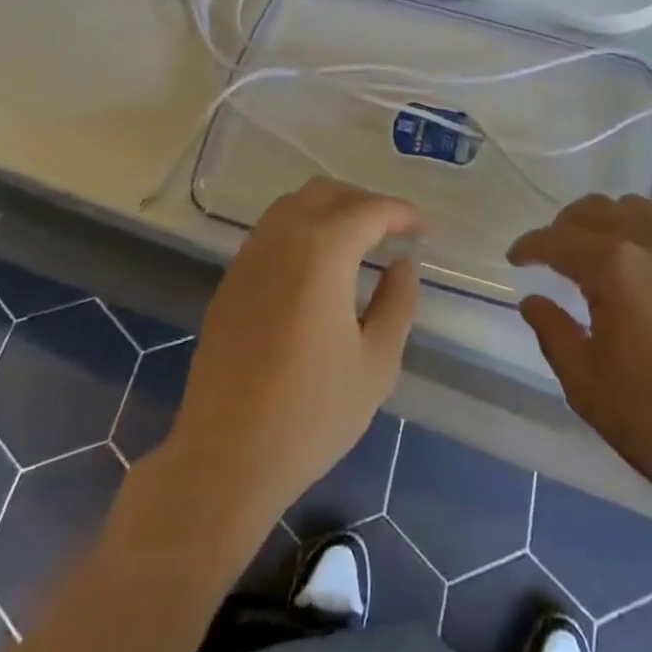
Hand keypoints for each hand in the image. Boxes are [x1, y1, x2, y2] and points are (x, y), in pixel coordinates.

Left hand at [165, 178, 420, 522]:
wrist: (225, 458)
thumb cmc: (311, 414)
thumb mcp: (376, 363)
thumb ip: (397, 302)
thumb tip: (402, 264)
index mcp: (322, 252)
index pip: (369, 210)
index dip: (403, 214)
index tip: (426, 231)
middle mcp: (282, 240)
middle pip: (327, 193)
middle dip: (365, 203)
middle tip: (394, 232)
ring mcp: (249, 258)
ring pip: (293, 205)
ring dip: (330, 210)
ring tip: (358, 242)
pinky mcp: (230, 281)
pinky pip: (271, 231)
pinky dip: (302, 229)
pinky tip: (316, 267)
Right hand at [508, 195, 651, 514]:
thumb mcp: (587, 385)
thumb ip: (553, 333)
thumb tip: (532, 299)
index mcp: (614, 268)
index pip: (558, 240)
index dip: (530, 246)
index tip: (514, 259)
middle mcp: (648, 244)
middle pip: (595, 210)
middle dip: (563, 226)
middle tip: (548, 255)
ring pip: (634, 208)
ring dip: (604, 218)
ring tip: (592, 249)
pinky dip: (643, 228)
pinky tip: (640, 257)